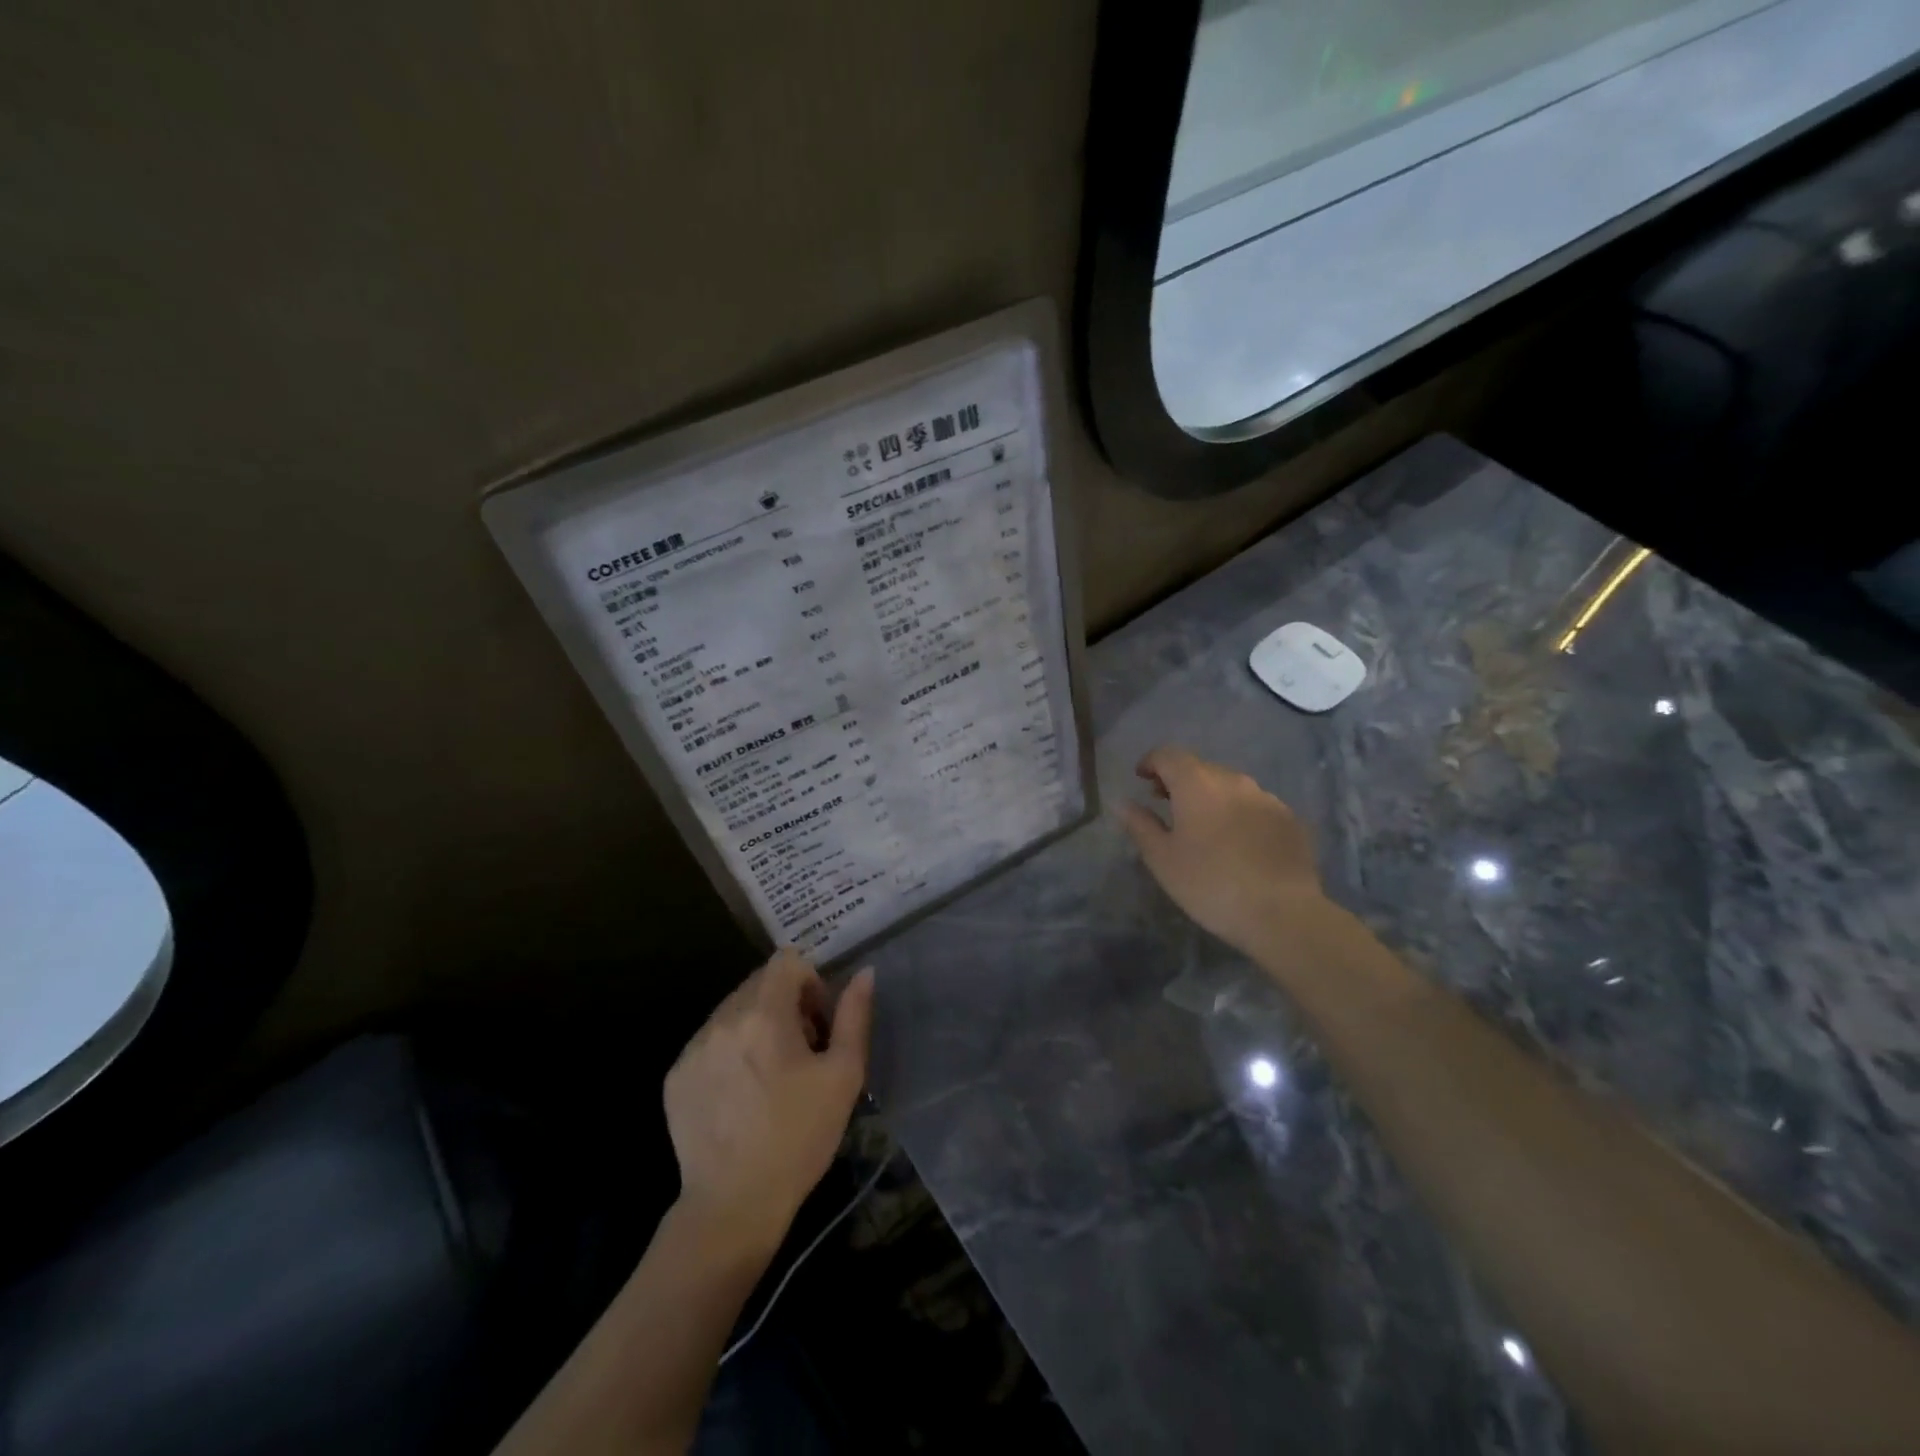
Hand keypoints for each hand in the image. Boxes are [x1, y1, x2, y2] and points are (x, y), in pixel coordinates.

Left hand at [663, 949, 873, 1256]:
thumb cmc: (799, 1137)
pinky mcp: (675, 1075)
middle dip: (785, 1004)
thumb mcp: (844, 1076)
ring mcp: (693, 1047)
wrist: (734, 1205)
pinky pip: (710, 1041)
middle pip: (759, 983)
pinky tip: (741, 1095)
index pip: (786, 961)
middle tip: (800, 1052)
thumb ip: (854, 1016)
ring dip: (756, 1026)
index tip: (818, 1023)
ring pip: (733, 1011)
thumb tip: (863, 973)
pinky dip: (730, 1051)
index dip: (809, 982)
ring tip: (770, 1076)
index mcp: (764, 1014)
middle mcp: (722, 1019)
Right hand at [1118, 745, 1327, 953]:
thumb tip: (1123, 803)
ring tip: (1202, 825)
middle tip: (1166, 804)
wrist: (1282, 914)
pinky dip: (1238, 813)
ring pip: (1230, 786)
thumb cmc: (1210, 884)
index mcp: (1197, 784)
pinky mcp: (1289, 819)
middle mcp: (1234, 780)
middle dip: (1179, 780)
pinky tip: (1237, 843)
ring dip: (1211, 796)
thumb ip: (1140, 825)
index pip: (1168, 755)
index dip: (1151, 762)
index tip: (1141, 779)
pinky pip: (1255, 806)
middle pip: (1200, 768)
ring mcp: (1267, 798)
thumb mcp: (1162, 859)